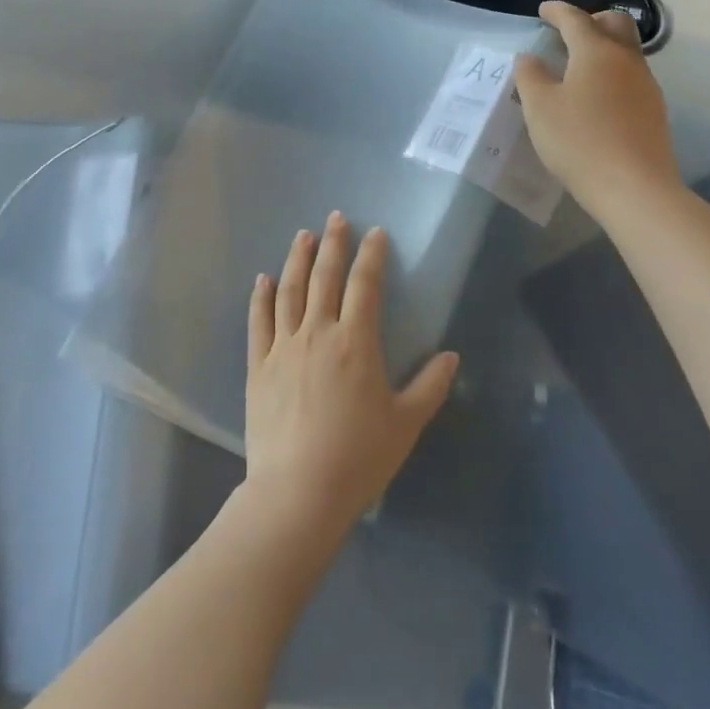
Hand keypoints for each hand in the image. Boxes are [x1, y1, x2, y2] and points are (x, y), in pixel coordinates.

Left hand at [241, 215, 459, 545]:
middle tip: (335, 217)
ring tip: (303, 236)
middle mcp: (318, 332)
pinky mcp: (258, 365)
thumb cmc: (358, 457)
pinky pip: (259, 321)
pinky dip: (261, 296)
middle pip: (325, 277)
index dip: (371, 255)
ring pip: (290, 290)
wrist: (298, 491)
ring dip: (297, 259)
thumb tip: (451, 356)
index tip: (375, 232)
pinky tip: (263, 279)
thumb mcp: (405, 424)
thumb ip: (430, 386)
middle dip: (332, 244)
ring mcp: (283, 346)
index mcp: (356, 342)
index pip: (365, 285)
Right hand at [513, 2, 681, 224]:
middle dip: (592, 20)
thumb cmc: (578, 140)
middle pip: (615, 24)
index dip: (557, 11)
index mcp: (596, 52)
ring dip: (604, 48)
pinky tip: (596, 96)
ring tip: (578, 66)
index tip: (543, 10)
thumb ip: (530, 76)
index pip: (576, 19)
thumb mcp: (539, 108)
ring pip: (626, 51)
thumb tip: (530, 58)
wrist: (634, 187)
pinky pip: (630, 76)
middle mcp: (626, 60)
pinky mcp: (653, 110)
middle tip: (568, 32)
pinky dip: (611, 73)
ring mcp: (645, 85)